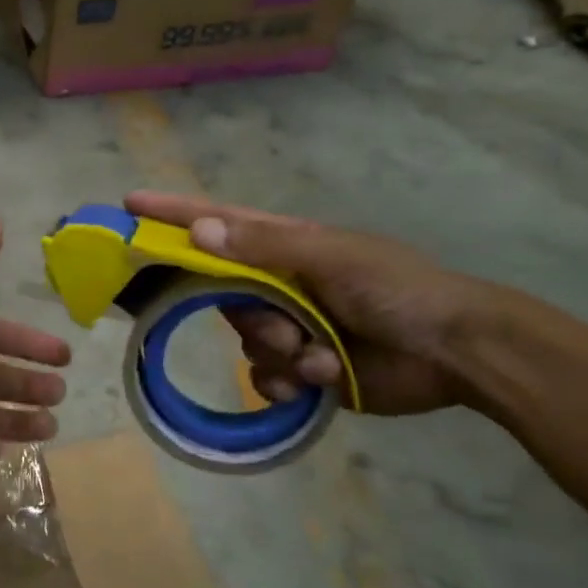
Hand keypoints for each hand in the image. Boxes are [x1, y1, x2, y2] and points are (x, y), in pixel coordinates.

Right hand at [125, 192, 497, 416]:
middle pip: (223, 295)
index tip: (129, 206)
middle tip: (282, 327)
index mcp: (286, 247)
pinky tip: (317, 381)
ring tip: (320, 357)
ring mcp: (291, 327)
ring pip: (245, 340)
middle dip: (249, 316)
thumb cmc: (398, 290)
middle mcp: (281, 284)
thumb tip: (199, 231)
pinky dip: (284, 382)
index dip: (173, 214)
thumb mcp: (332, 258)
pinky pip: (263, 376)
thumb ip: (264, 247)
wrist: (458, 354)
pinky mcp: (303, 369)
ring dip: (277, 352)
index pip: (218, 224)